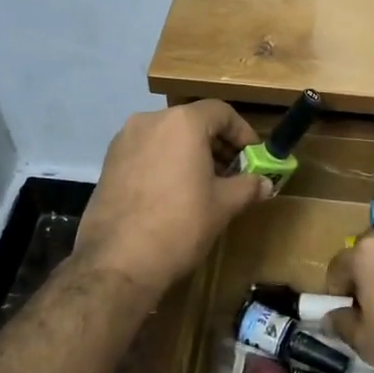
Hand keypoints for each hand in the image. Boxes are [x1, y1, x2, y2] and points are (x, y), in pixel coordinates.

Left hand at [74, 101, 270, 298]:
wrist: (118, 261)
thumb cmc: (180, 225)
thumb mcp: (223, 205)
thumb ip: (247, 187)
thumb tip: (265, 184)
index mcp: (182, 123)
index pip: (221, 112)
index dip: (242, 133)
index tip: (253, 157)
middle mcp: (149, 120)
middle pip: (192, 122)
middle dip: (216, 144)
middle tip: (233, 173)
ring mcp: (124, 140)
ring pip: (167, 136)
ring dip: (190, 154)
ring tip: (204, 185)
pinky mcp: (108, 162)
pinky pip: (146, 152)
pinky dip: (165, 162)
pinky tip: (173, 193)